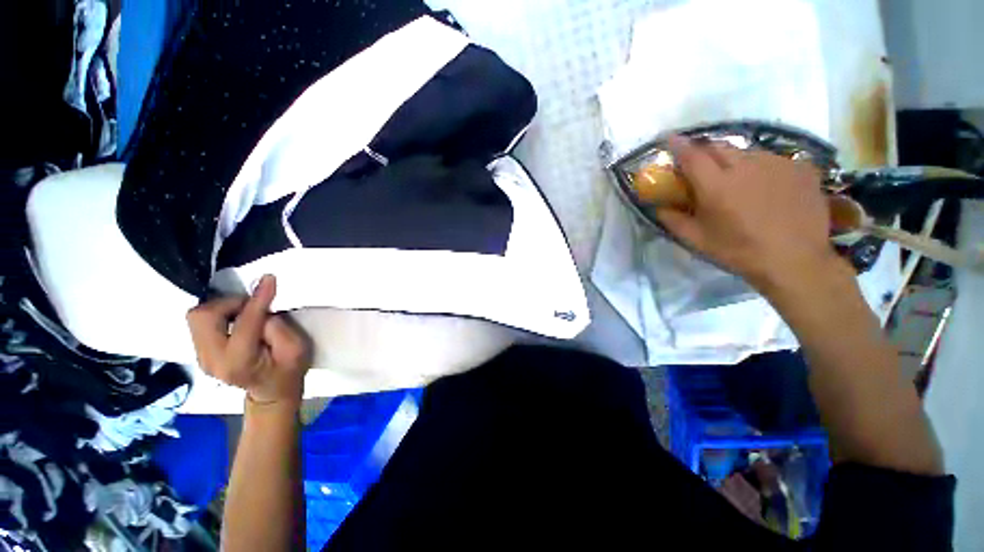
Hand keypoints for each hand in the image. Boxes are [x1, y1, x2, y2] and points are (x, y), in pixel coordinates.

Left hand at [187, 275, 311, 407]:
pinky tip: (238, 321)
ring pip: (198, 317)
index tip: (269, 279)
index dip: (258, 299)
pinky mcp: (201, 352)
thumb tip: (261, 308)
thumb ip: (278, 328)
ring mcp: (202, 357)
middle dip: (228, 303)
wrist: (272, 392)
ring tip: (246, 313)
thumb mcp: (296, 349)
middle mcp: (211, 359)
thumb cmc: (289, 370)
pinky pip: (202, 323)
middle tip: (252, 305)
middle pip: (202, 316)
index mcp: (238, 361)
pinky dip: (220, 315)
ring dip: (223, 308)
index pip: (244, 322)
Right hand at [655, 136, 841, 290]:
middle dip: (705, 152)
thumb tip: (658, 207)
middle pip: (718, 146)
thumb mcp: (697, 240)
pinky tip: (765, 186)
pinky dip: (760, 167)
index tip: (669, 138)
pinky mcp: (800, 167)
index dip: (678, 144)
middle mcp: (746, 166)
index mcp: (717, 185)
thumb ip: (673, 220)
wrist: (795, 261)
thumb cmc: (739, 251)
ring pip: (746, 151)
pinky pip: (772, 159)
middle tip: (702, 167)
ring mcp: (777, 163)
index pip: (692, 155)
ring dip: (733, 160)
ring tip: (737, 180)